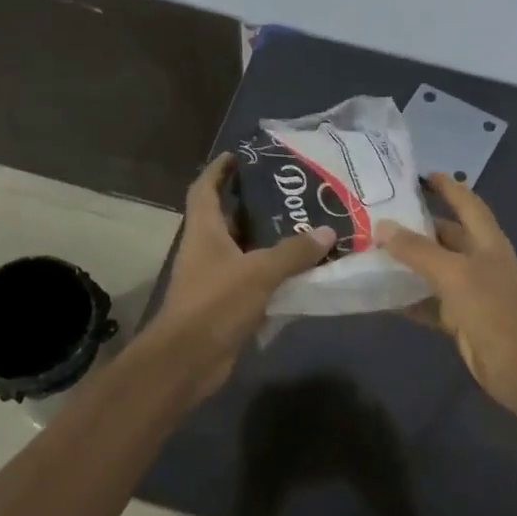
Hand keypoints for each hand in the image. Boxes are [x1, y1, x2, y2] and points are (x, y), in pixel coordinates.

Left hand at [151, 154, 335, 397]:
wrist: (188, 360)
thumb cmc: (215, 304)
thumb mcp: (259, 272)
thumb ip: (293, 252)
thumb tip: (327, 232)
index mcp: (204, 231)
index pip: (205, 189)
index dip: (218, 170)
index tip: (239, 155)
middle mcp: (206, 250)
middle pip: (228, 217)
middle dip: (254, 203)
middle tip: (290, 192)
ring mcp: (215, 278)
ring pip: (244, 250)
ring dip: (268, 240)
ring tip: (304, 225)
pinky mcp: (226, 304)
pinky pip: (253, 279)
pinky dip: (273, 273)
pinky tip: (301, 269)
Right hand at [378, 173, 516, 413]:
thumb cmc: (492, 309)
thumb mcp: (453, 273)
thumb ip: (417, 250)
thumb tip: (382, 227)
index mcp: (486, 241)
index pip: (466, 202)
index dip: (447, 186)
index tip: (420, 174)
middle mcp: (478, 260)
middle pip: (445, 235)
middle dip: (417, 225)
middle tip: (379, 215)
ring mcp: (469, 290)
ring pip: (434, 269)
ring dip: (408, 262)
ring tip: (372, 250)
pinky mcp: (459, 318)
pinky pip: (428, 302)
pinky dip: (408, 298)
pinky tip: (380, 295)